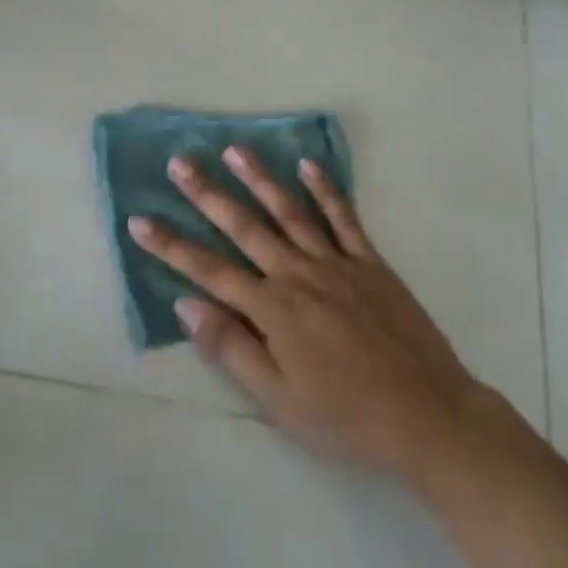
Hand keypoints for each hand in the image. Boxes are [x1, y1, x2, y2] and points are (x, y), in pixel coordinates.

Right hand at [128, 149, 499, 482]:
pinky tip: (308, 165)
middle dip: (207, 194)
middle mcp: (298, 275)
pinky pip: (344, 218)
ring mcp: (336, 264)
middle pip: (244, 227)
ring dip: (260, 178)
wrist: (428, 415)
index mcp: (272, 310)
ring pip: (290, 211)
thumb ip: (231, 348)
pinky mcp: (370, 263)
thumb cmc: (346, 418)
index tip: (139, 220)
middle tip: (180, 163)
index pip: (208, 271)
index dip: (171, 246)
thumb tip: (186, 305)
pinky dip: (325, 190)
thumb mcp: (278, 400)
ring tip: (234, 149)